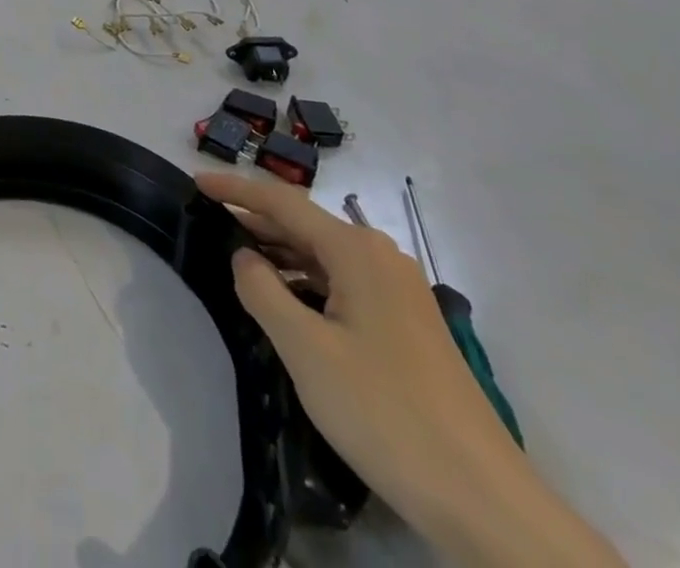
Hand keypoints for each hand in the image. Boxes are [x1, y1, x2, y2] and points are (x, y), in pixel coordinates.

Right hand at [197, 172, 625, 567]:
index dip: (236, 189)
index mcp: (356, 250)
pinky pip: (344, 283)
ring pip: (325, 256)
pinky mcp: (407, 323)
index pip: (282, 202)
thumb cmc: (384, 412)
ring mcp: (399, 290)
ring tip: (238, 259)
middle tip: (209, 221)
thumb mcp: (306, 350)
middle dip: (256, 221)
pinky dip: (308, 281)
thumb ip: (262, 291)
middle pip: (304, 225)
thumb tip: (244, 257)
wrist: (483, 498)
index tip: (196, 182)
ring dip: (281, 253)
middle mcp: (380, 256)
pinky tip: (287, 300)